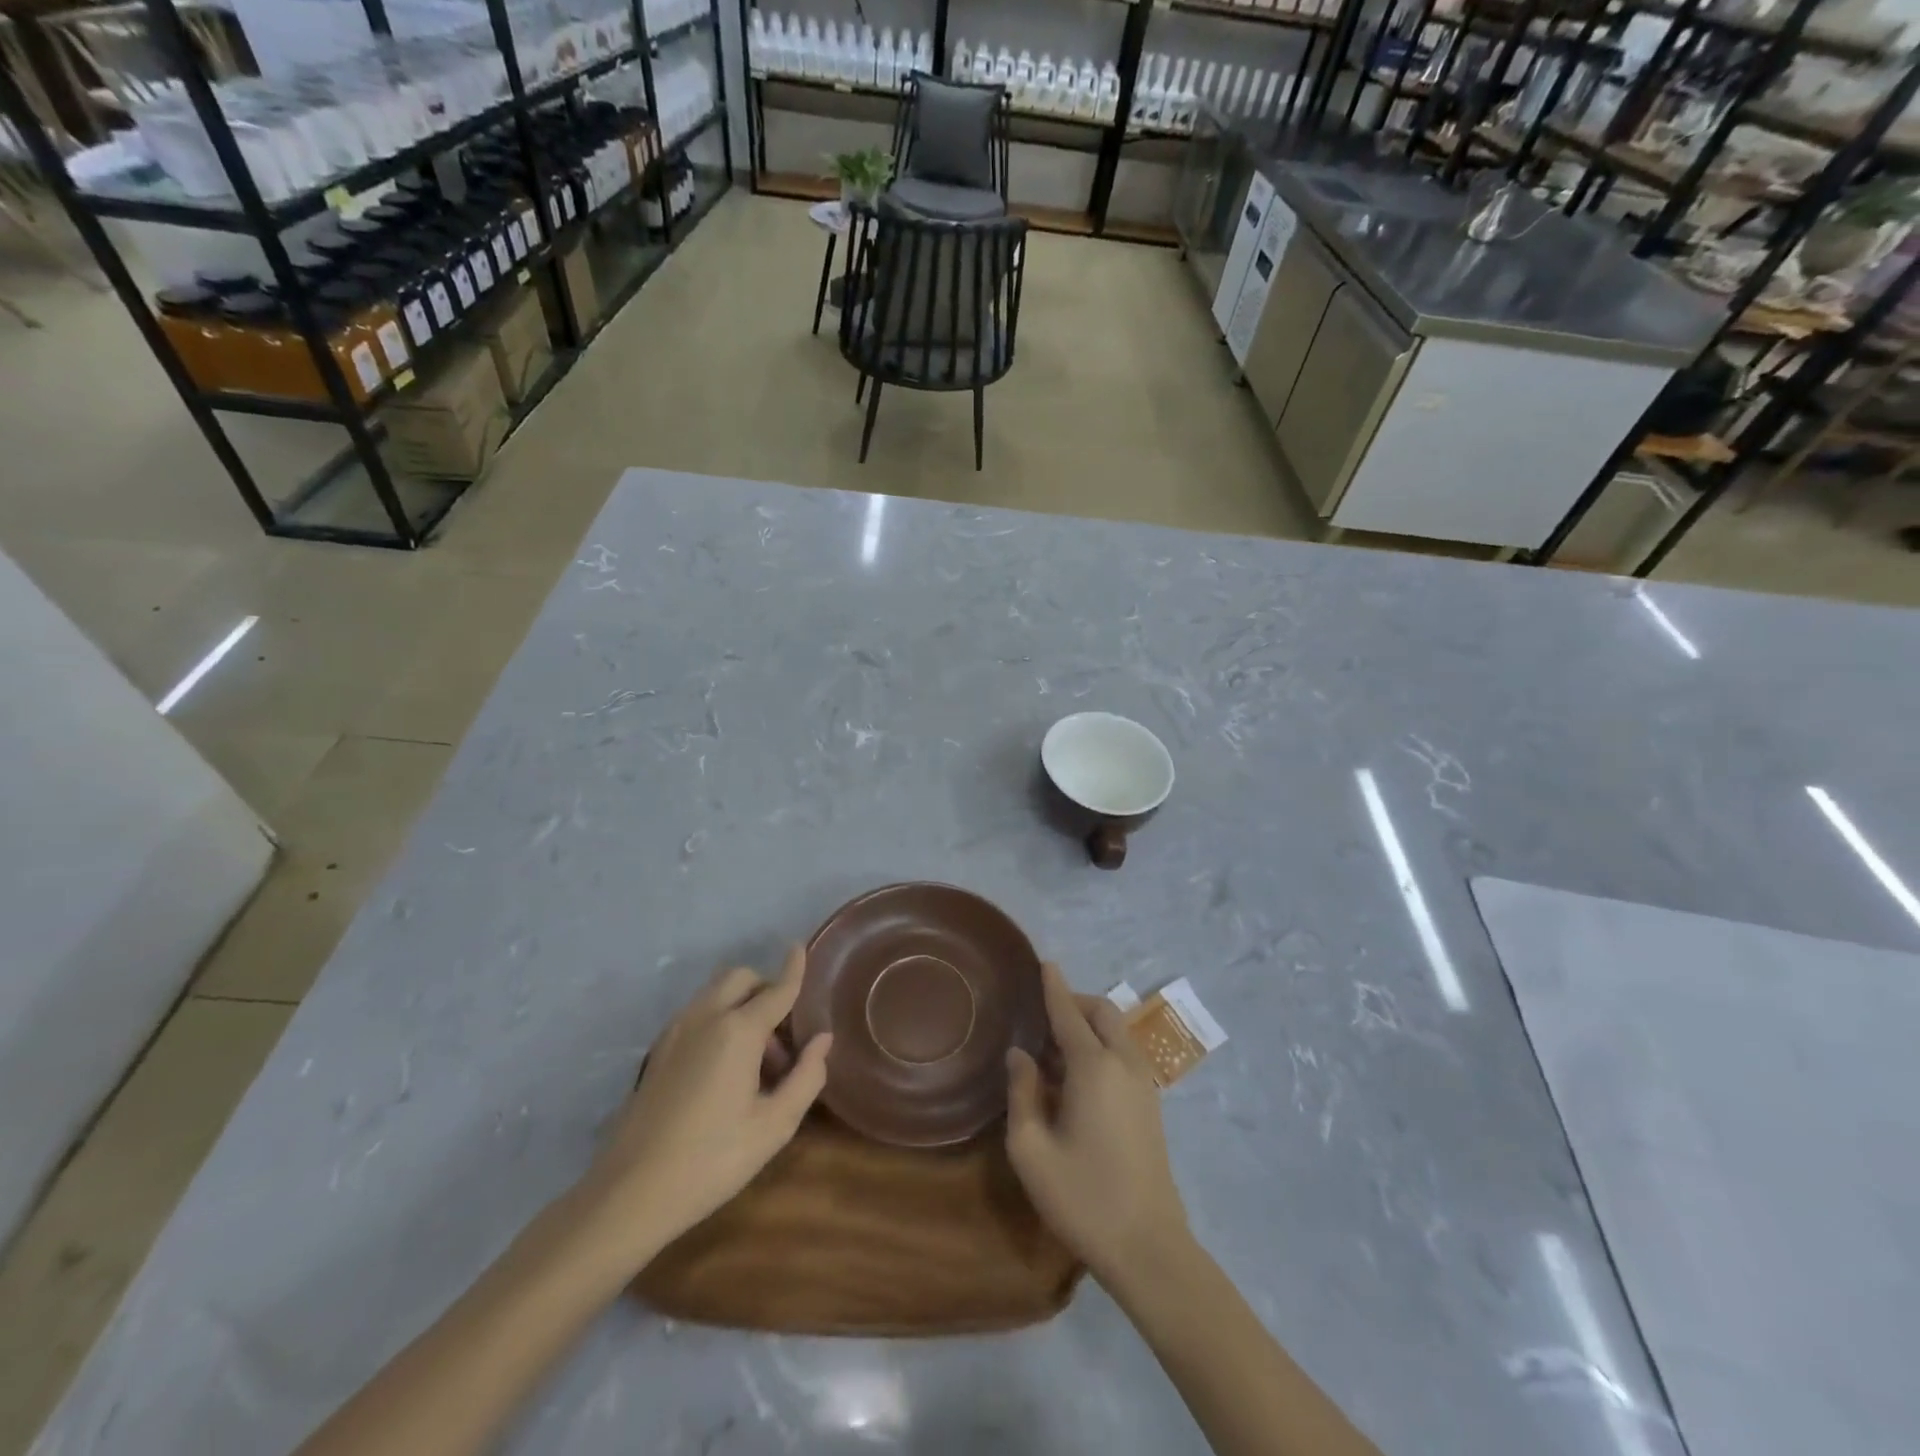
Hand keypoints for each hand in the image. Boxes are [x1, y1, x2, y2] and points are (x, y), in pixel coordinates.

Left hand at [575, 948, 830, 1267]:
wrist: (630, 1194)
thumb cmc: (712, 1160)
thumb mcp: (773, 1126)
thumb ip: (806, 1077)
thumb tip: (822, 1040)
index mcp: (738, 1031)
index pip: (776, 989)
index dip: (793, 968)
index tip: (800, 946)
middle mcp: (705, 1018)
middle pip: (741, 978)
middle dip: (766, 990)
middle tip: (783, 1038)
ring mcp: (676, 1032)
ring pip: (716, 993)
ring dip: (743, 1006)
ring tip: (756, 1063)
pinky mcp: (658, 1050)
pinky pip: (698, 1014)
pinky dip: (720, 1019)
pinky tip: (725, 1069)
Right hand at [1006, 963, 1188, 1283]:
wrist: (1148, 1248)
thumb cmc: (1082, 1197)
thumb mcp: (1031, 1149)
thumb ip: (1022, 1092)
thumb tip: (1021, 1055)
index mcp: (1094, 1067)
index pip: (1069, 1013)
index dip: (1054, 987)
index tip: (1045, 962)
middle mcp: (1124, 1064)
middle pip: (1103, 1012)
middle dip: (1075, 1002)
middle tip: (1043, 1015)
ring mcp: (1143, 1085)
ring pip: (1117, 1032)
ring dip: (1089, 1026)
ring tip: (1054, 1050)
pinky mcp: (1151, 1106)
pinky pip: (1124, 1055)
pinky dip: (1101, 1047)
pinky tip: (1077, 1078)